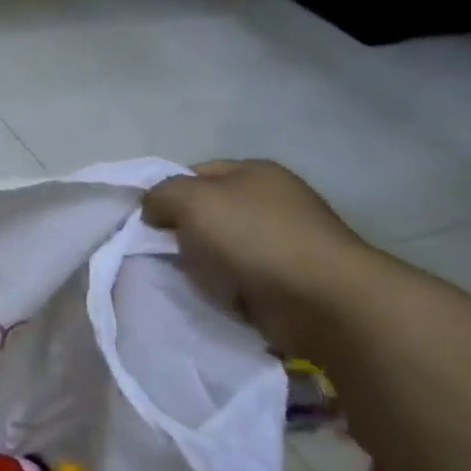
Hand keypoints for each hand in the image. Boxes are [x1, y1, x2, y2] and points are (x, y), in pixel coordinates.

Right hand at [142, 160, 385, 354]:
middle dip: (183, 232)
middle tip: (162, 253)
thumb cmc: (254, 238)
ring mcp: (286, 239)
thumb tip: (154, 209)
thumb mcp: (192, 200)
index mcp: (254, 171)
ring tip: (186, 280)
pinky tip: (215, 296)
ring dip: (204, 263)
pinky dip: (226, 286)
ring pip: (223, 246)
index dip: (167, 194)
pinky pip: (242, 277)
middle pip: (209, 211)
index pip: (195, 173)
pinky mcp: (291, 277)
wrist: (322, 299)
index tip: (148, 223)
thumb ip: (161, 195)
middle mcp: (273, 199)